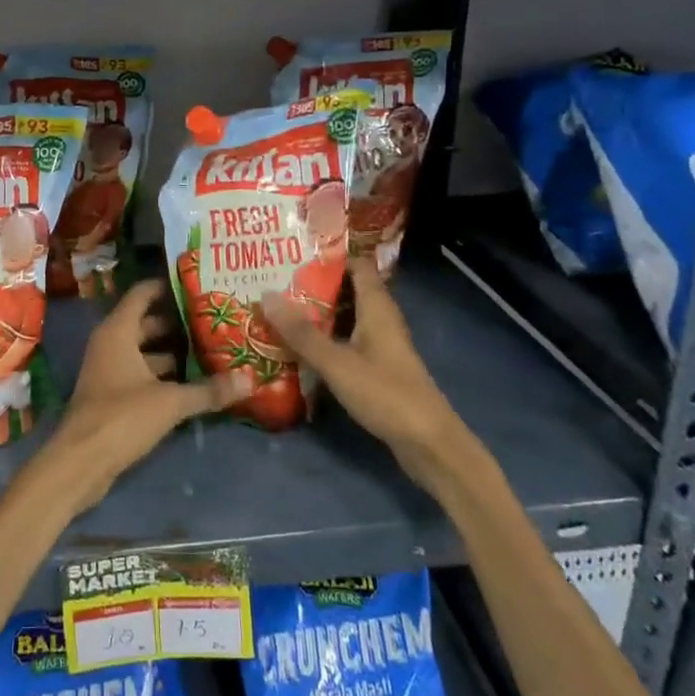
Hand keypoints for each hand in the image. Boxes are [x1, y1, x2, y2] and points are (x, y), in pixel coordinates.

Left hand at [38, 280, 243, 514]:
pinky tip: (192, 383)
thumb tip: (249, 380)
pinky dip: (163, 374)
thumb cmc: (122, 417)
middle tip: (215, 320)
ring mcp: (109, 369)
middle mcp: (110, 343)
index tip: (199, 286)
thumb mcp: (170, 402)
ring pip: (145, 351)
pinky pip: (141, 373)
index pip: (143, 293)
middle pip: (147, 323)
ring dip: (173, 351)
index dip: (169, 287)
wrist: (81, 461)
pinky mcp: (112, 395)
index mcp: (118, 331)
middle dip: (179, 322)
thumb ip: (208, 390)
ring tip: (212, 350)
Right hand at [260, 260, 471, 482]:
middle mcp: (380, 319)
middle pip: (347, 289)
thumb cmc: (386, 394)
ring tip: (276, 306)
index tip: (293, 250)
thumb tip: (265, 295)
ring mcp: (380, 345)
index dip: (328, 255)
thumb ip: (301, 332)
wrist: (429, 444)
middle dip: (313, 283)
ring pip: (344, 316)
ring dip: (315, 312)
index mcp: (377, 308)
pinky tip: (297, 344)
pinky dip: (323, 337)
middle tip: (273, 278)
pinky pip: (345, 340)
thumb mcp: (337, 362)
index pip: (356, 265)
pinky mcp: (377, 368)